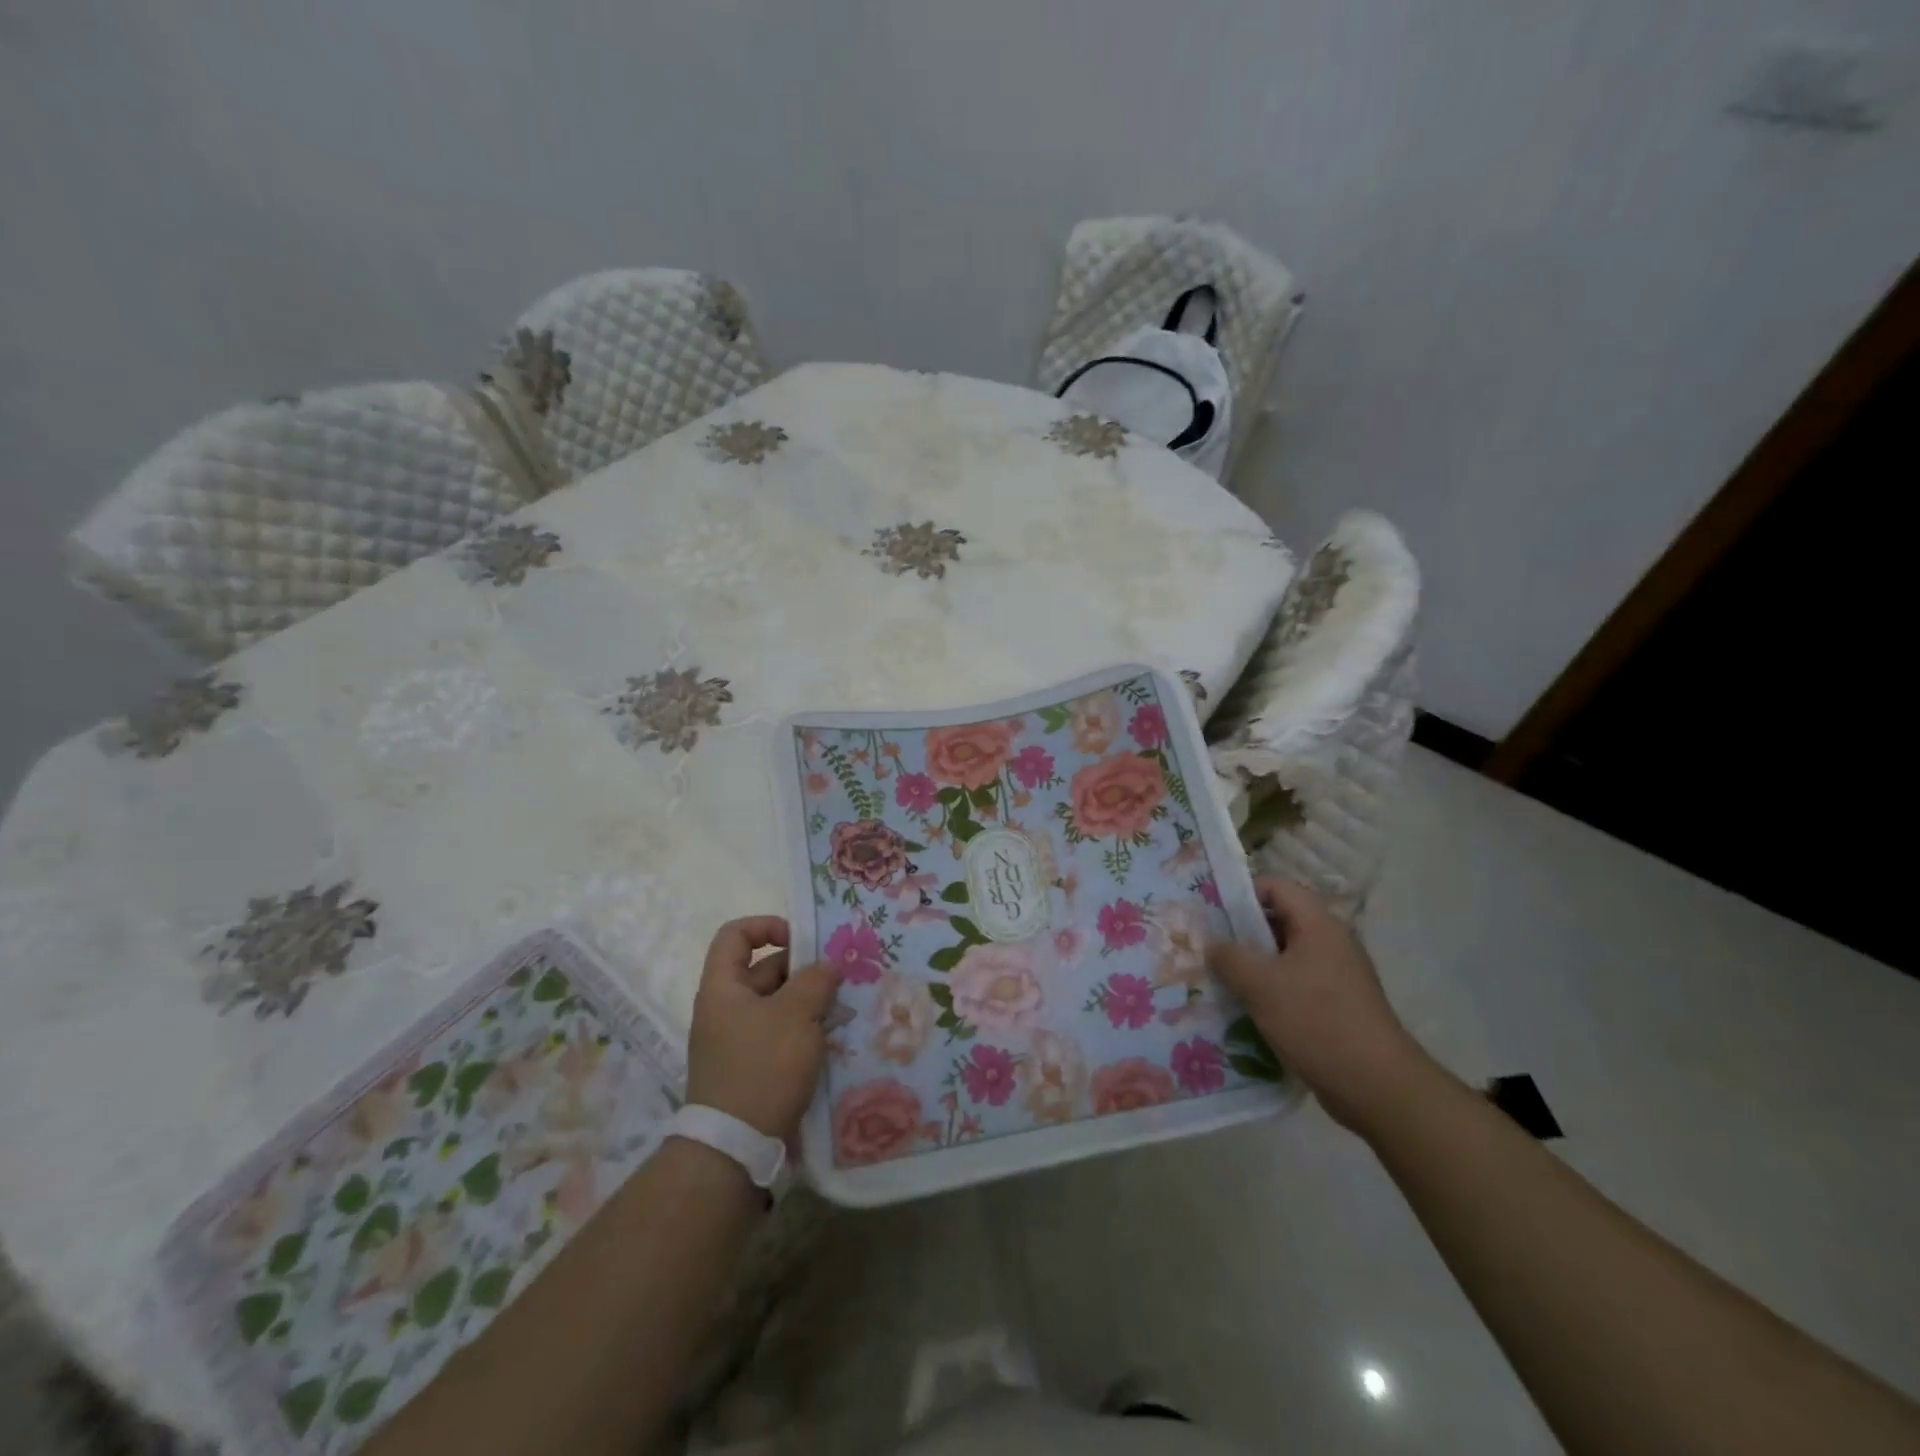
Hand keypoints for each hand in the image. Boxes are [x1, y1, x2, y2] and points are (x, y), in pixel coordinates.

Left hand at [686, 917, 841, 1140]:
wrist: (735, 1148)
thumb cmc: (762, 1068)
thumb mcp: (796, 1015)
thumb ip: (816, 981)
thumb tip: (827, 966)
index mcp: (723, 987)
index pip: (735, 935)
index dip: (767, 926)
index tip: (802, 939)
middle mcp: (725, 1009)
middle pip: (763, 970)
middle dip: (802, 969)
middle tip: (839, 977)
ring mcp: (736, 1041)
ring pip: (777, 1005)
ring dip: (808, 1002)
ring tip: (844, 1008)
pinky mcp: (751, 1068)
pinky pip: (779, 1034)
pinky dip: (804, 1030)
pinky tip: (833, 1038)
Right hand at [1207, 879, 1430, 1134]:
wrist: (1378, 1087)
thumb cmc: (1317, 1022)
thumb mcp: (1261, 985)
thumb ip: (1229, 957)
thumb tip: (1213, 945)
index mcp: (1319, 925)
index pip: (1276, 887)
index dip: (1242, 894)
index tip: (1211, 913)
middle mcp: (1331, 943)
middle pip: (1279, 921)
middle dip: (1242, 934)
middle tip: (1208, 949)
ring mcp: (1337, 976)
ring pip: (1285, 958)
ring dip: (1253, 967)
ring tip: (1220, 982)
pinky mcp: (1338, 1006)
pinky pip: (1296, 986)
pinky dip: (1271, 993)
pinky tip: (1247, 1011)